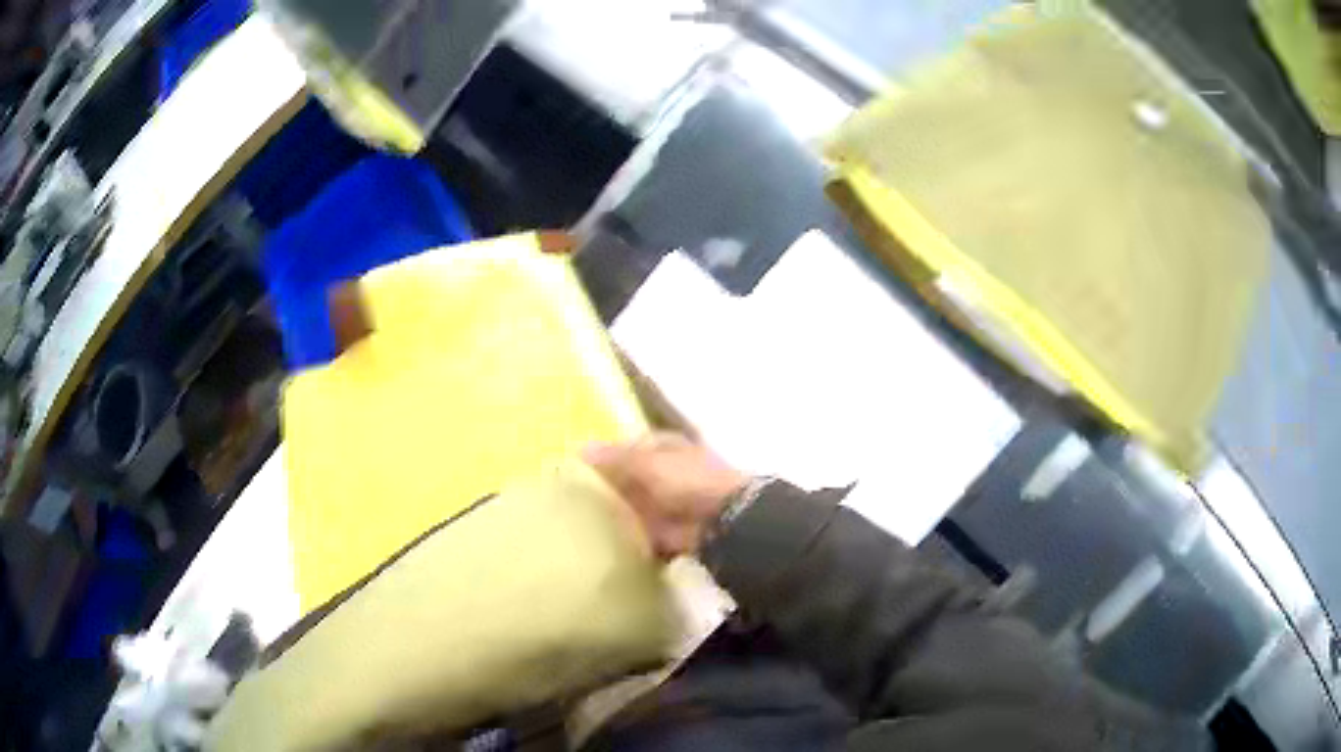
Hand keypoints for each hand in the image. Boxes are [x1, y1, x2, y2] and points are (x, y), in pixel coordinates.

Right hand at [583, 433, 749, 559]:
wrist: (721, 521)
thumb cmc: (687, 480)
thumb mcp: (647, 463)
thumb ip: (615, 458)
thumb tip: (580, 447)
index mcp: (666, 447)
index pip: (632, 445)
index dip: (609, 453)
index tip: (580, 463)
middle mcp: (666, 472)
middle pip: (629, 478)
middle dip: (607, 485)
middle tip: (570, 492)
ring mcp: (666, 504)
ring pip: (632, 505)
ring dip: (613, 511)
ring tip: (576, 516)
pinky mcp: (663, 531)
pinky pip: (637, 532)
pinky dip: (624, 535)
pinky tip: (598, 538)